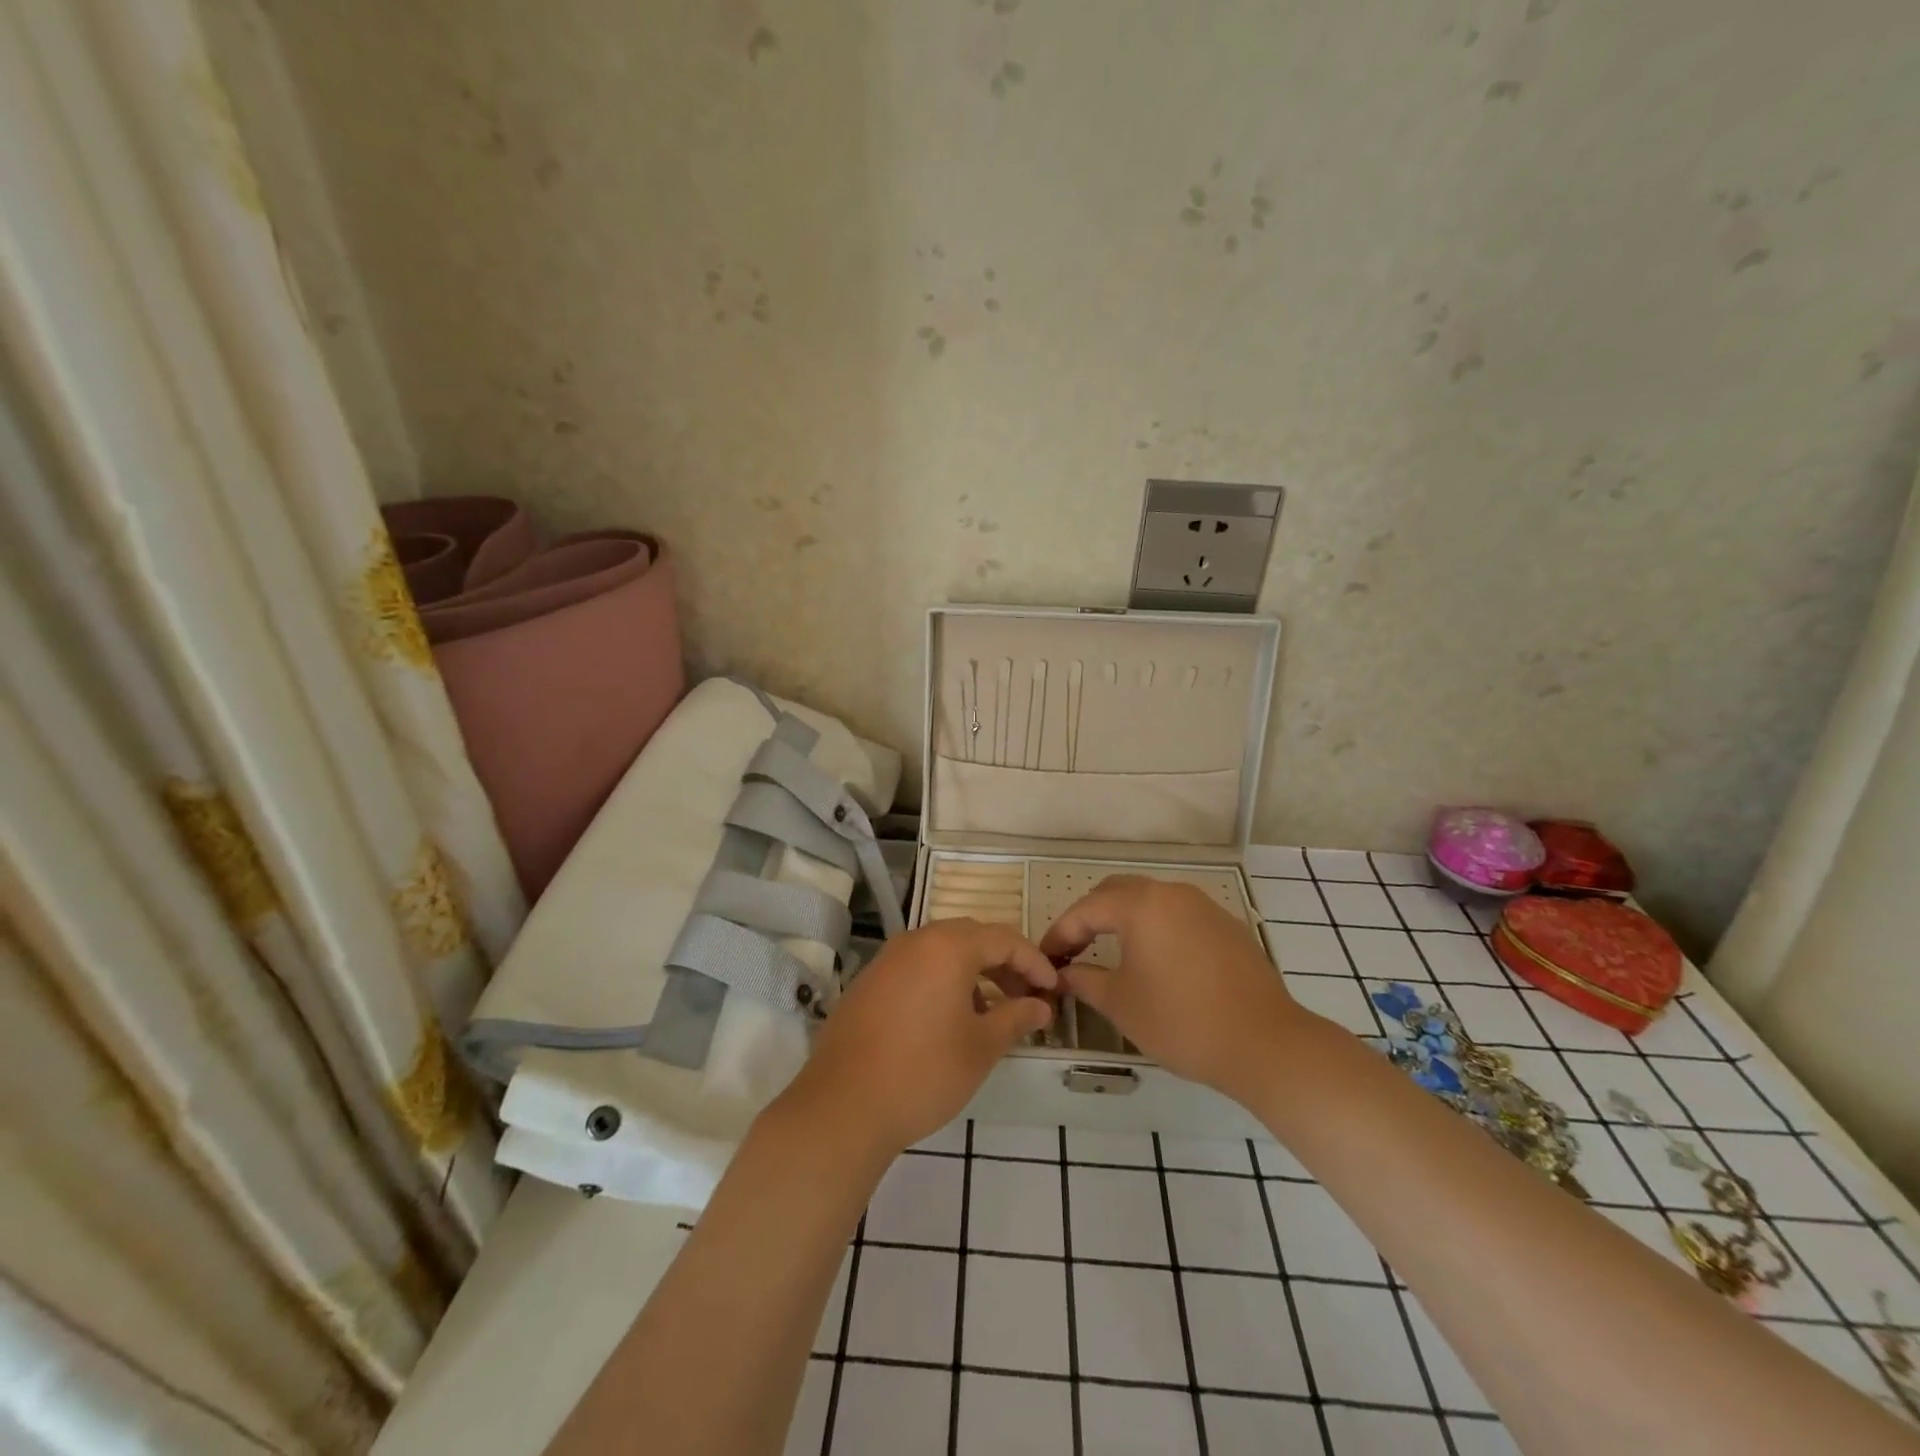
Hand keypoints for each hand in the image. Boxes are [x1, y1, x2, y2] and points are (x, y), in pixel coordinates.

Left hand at [774, 919, 1056, 1157]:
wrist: (842, 1106)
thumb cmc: (924, 1072)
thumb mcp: (981, 1048)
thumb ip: (1015, 1018)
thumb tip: (1040, 1006)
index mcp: (947, 947)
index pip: (1003, 939)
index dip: (1034, 962)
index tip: (1053, 990)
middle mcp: (915, 941)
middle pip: (971, 938)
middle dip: (1004, 964)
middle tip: (1025, 997)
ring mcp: (887, 960)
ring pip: (941, 952)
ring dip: (973, 973)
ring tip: (990, 1013)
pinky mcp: (868, 982)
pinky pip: (916, 968)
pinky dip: (942, 981)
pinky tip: (949, 1019)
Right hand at [1039, 875, 1314, 1104]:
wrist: (1265, 1043)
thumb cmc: (1181, 1021)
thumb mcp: (1121, 1003)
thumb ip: (1085, 980)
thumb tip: (1064, 974)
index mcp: (1141, 904)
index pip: (1086, 909)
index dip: (1060, 934)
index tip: (1045, 959)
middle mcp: (1171, 893)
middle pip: (1117, 892)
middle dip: (1089, 917)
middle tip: (1072, 950)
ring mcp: (1204, 906)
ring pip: (1150, 900)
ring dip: (1123, 920)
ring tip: (1108, 952)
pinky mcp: (1227, 926)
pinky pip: (1177, 916)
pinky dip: (1154, 929)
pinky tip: (1154, 961)